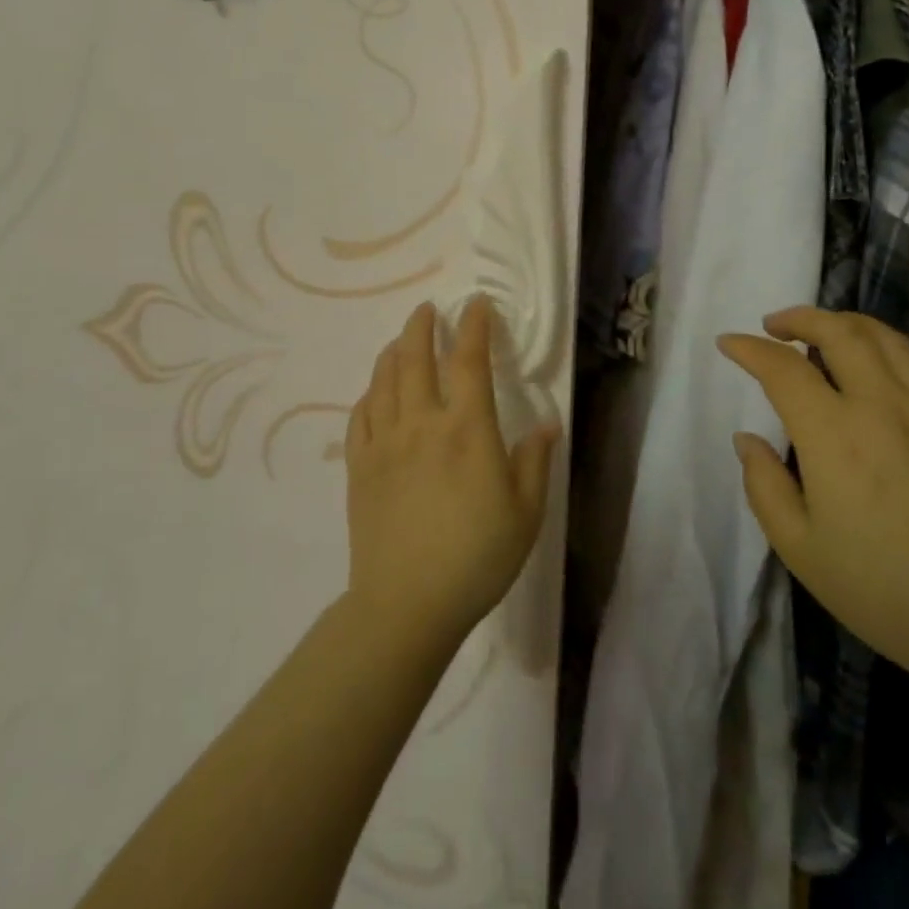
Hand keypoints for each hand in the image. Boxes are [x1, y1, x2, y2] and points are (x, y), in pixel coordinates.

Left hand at [344, 297, 559, 654]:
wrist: (407, 604)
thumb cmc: (476, 558)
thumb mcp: (526, 513)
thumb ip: (535, 462)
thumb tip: (548, 424)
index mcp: (467, 430)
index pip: (470, 361)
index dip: (474, 326)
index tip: (476, 305)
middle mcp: (422, 423)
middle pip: (415, 358)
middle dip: (422, 326)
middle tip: (427, 309)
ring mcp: (385, 443)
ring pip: (384, 380)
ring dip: (394, 351)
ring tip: (402, 340)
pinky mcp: (360, 467)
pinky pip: (360, 415)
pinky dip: (370, 393)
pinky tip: (376, 391)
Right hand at [718, 307, 908, 693]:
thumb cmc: (881, 590)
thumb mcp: (799, 548)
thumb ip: (764, 485)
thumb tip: (748, 439)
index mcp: (833, 435)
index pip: (782, 368)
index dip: (750, 349)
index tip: (729, 343)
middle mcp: (880, 406)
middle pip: (838, 332)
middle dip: (799, 318)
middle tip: (774, 325)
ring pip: (885, 337)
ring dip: (845, 322)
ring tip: (823, 330)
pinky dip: (892, 344)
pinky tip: (882, 356)